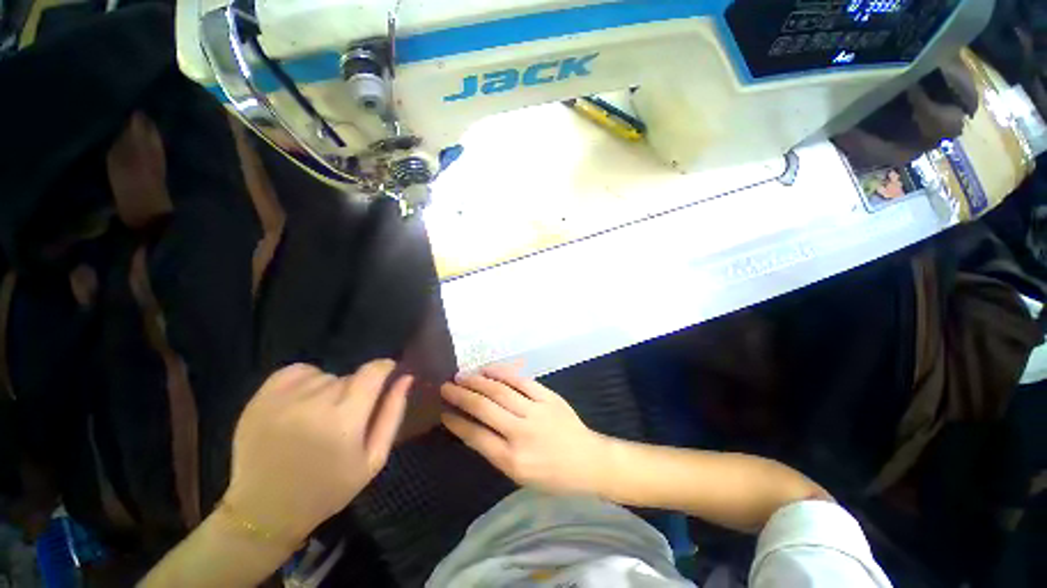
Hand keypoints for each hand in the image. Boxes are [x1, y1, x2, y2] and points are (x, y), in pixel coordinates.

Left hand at [223, 360, 410, 542]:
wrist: (264, 511)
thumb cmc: (328, 489)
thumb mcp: (373, 459)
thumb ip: (392, 413)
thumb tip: (405, 378)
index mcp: (344, 421)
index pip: (373, 372)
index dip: (384, 368)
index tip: (387, 374)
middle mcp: (313, 404)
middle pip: (349, 376)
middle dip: (356, 390)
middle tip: (346, 417)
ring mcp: (282, 400)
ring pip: (325, 375)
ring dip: (330, 388)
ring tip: (320, 415)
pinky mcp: (260, 398)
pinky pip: (296, 371)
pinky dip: (306, 379)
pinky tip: (302, 402)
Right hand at [441, 365, 607, 495]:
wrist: (588, 461)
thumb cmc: (552, 475)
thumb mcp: (519, 475)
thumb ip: (495, 451)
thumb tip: (471, 427)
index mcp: (512, 459)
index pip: (475, 436)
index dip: (456, 422)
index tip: (443, 411)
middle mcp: (521, 433)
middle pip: (485, 408)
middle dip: (461, 395)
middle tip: (446, 386)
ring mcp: (536, 411)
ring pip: (500, 391)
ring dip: (478, 381)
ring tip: (462, 375)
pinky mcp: (548, 397)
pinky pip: (522, 381)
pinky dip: (502, 372)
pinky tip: (488, 369)